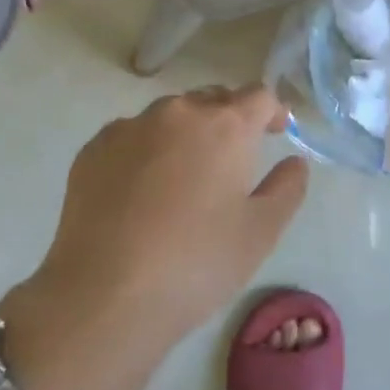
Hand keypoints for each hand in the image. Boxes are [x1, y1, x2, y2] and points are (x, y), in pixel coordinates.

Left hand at [9, 86, 308, 373]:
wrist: (104, 294)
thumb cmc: (196, 263)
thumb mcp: (260, 233)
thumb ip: (287, 189)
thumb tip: (295, 162)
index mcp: (225, 126)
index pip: (258, 96)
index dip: (272, 111)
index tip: (276, 133)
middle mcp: (178, 112)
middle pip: (212, 100)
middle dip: (228, 120)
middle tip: (231, 160)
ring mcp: (130, 127)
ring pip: (169, 116)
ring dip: (185, 134)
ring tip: (183, 177)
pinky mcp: (94, 148)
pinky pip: (131, 136)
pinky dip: (145, 151)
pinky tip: (140, 191)